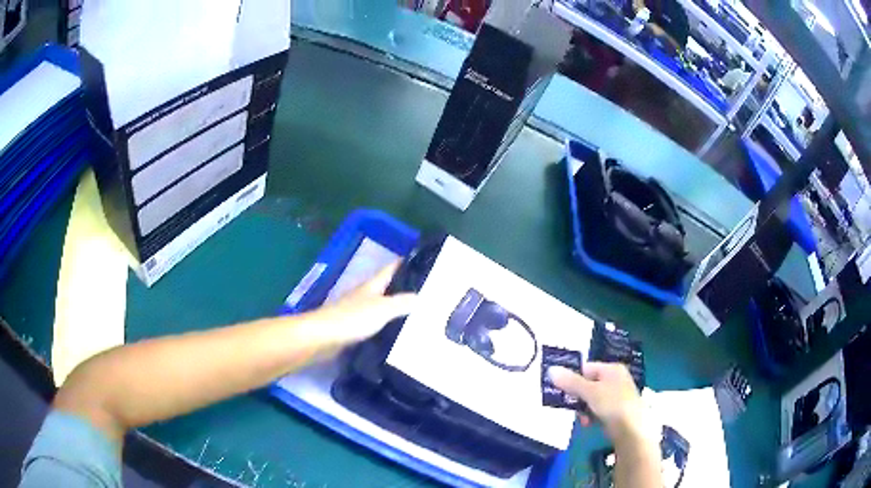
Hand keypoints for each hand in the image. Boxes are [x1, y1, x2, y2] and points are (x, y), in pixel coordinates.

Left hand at [310, 262, 417, 346]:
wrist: (323, 337)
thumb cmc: (352, 318)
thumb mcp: (382, 308)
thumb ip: (402, 302)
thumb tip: (420, 296)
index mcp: (372, 285)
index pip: (390, 269)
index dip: (404, 263)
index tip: (421, 261)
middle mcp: (364, 295)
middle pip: (386, 287)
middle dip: (402, 287)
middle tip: (425, 292)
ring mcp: (357, 312)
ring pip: (380, 306)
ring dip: (394, 308)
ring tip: (416, 313)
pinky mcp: (353, 328)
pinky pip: (374, 323)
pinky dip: (385, 325)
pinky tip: (395, 332)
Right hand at [548, 362, 643, 440]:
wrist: (632, 429)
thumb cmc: (612, 404)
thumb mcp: (589, 392)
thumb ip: (570, 382)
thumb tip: (550, 369)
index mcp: (612, 369)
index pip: (586, 368)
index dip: (573, 378)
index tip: (561, 391)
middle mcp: (615, 379)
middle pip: (588, 384)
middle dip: (578, 397)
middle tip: (570, 407)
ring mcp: (617, 396)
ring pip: (591, 399)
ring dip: (583, 409)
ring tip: (582, 418)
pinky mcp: (616, 411)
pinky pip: (598, 410)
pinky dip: (591, 415)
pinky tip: (589, 423)